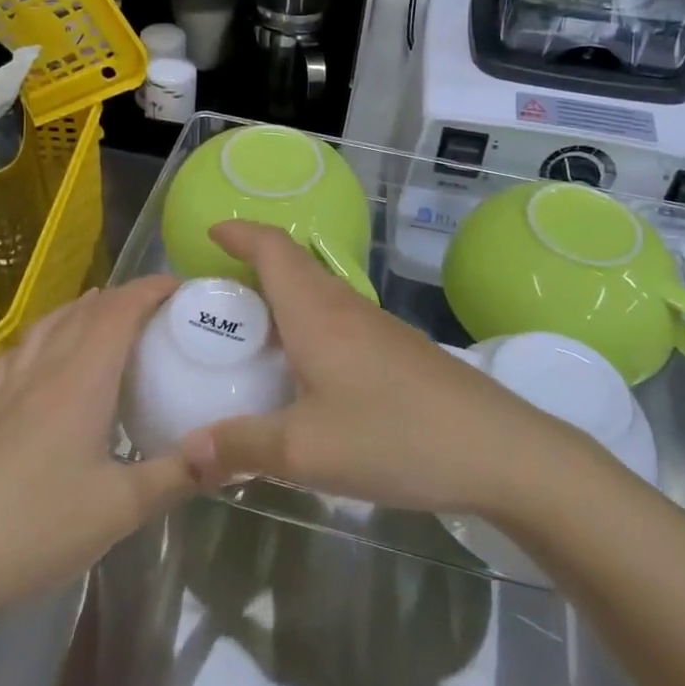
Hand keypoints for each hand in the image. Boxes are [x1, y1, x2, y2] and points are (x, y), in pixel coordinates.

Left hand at [0, 277, 192, 632]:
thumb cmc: (34, 528)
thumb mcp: (120, 509)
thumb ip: (177, 475)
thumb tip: (232, 451)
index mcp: (80, 381)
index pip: (119, 311)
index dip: (151, 289)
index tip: (182, 286)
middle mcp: (44, 371)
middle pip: (85, 311)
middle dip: (124, 296)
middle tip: (159, 307)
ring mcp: (9, 389)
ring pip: (49, 325)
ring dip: (83, 308)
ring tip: (106, 313)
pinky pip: (20, 353)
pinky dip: (44, 335)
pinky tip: (43, 353)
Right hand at [180, 222, 563, 514]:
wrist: (498, 449)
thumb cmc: (395, 436)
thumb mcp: (306, 451)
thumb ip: (242, 447)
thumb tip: (186, 452)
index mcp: (317, 313)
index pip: (272, 249)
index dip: (240, 233)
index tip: (210, 233)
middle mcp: (345, 308)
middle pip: (294, 264)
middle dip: (253, 263)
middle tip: (216, 291)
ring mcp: (377, 327)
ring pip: (318, 292)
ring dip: (282, 294)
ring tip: (252, 329)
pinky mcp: (398, 350)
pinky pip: (338, 319)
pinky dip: (308, 323)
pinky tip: (306, 368)